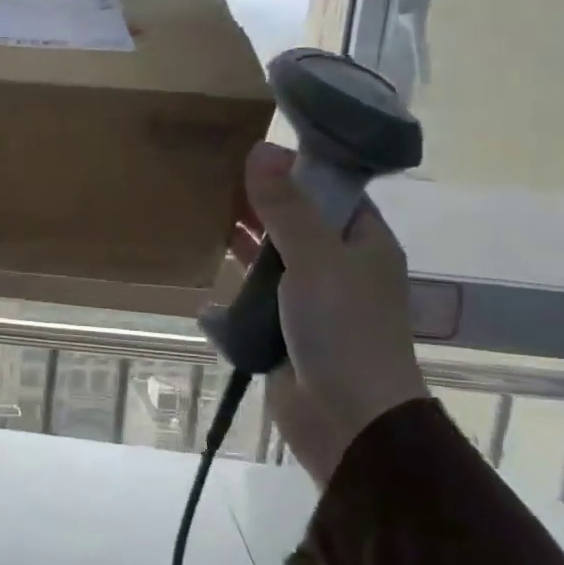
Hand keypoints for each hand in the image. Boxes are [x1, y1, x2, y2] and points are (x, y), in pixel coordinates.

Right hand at [232, 142, 427, 484]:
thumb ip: (287, 207)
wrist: (346, 419)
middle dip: (260, 200)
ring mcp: (310, 297)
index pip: (332, 190)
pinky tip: (203, 259)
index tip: (252, 145)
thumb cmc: (342, 330)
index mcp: (364, 243)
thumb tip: (262, 147)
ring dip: (244, 238)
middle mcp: (339, 265)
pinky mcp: (281, 326)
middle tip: (212, 172)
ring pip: (273, 255)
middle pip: (297, 220)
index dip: (297, 166)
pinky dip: (233, 277)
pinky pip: (254, 291)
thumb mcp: (315, 259)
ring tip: (199, 207)